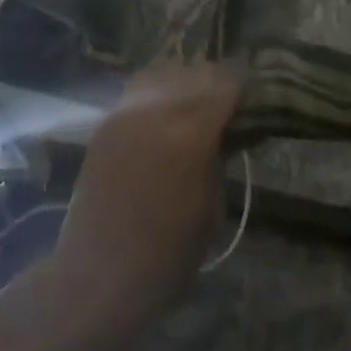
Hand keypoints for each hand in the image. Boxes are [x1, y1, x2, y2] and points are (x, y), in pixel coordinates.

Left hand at [51, 62, 241, 330]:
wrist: (98, 277)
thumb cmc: (166, 257)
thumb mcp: (212, 209)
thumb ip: (219, 158)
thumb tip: (225, 132)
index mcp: (191, 131)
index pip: (226, 83)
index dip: (243, 86)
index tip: (252, 98)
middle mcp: (157, 109)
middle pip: (195, 72)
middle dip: (215, 84)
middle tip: (226, 106)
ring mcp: (126, 112)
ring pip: (163, 74)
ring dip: (182, 84)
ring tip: (192, 108)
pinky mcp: (106, 123)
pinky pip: (138, 93)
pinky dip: (156, 96)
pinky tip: (163, 120)